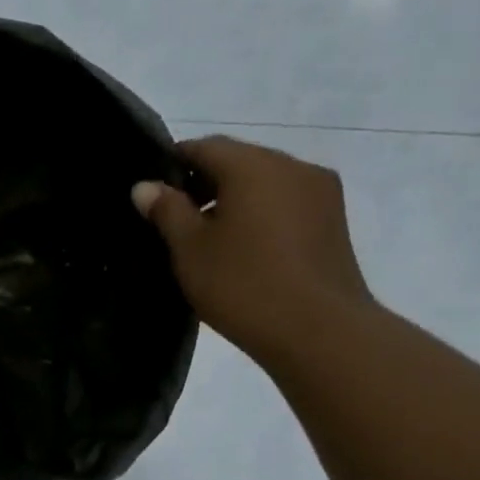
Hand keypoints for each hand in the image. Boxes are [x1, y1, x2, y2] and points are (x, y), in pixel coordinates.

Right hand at [132, 136, 373, 365]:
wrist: (320, 332)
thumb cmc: (243, 285)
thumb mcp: (189, 248)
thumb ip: (166, 210)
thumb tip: (145, 186)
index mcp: (254, 166)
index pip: (204, 146)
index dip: (172, 164)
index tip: (151, 194)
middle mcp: (293, 167)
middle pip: (237, 160)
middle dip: (204, 182)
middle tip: (174, 220)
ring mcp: (321, 193)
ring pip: (264, 182)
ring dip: (233, 199)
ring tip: (208, 239)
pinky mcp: (334, 221)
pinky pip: (285, 202)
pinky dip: (260, 213)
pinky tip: (243, 248)